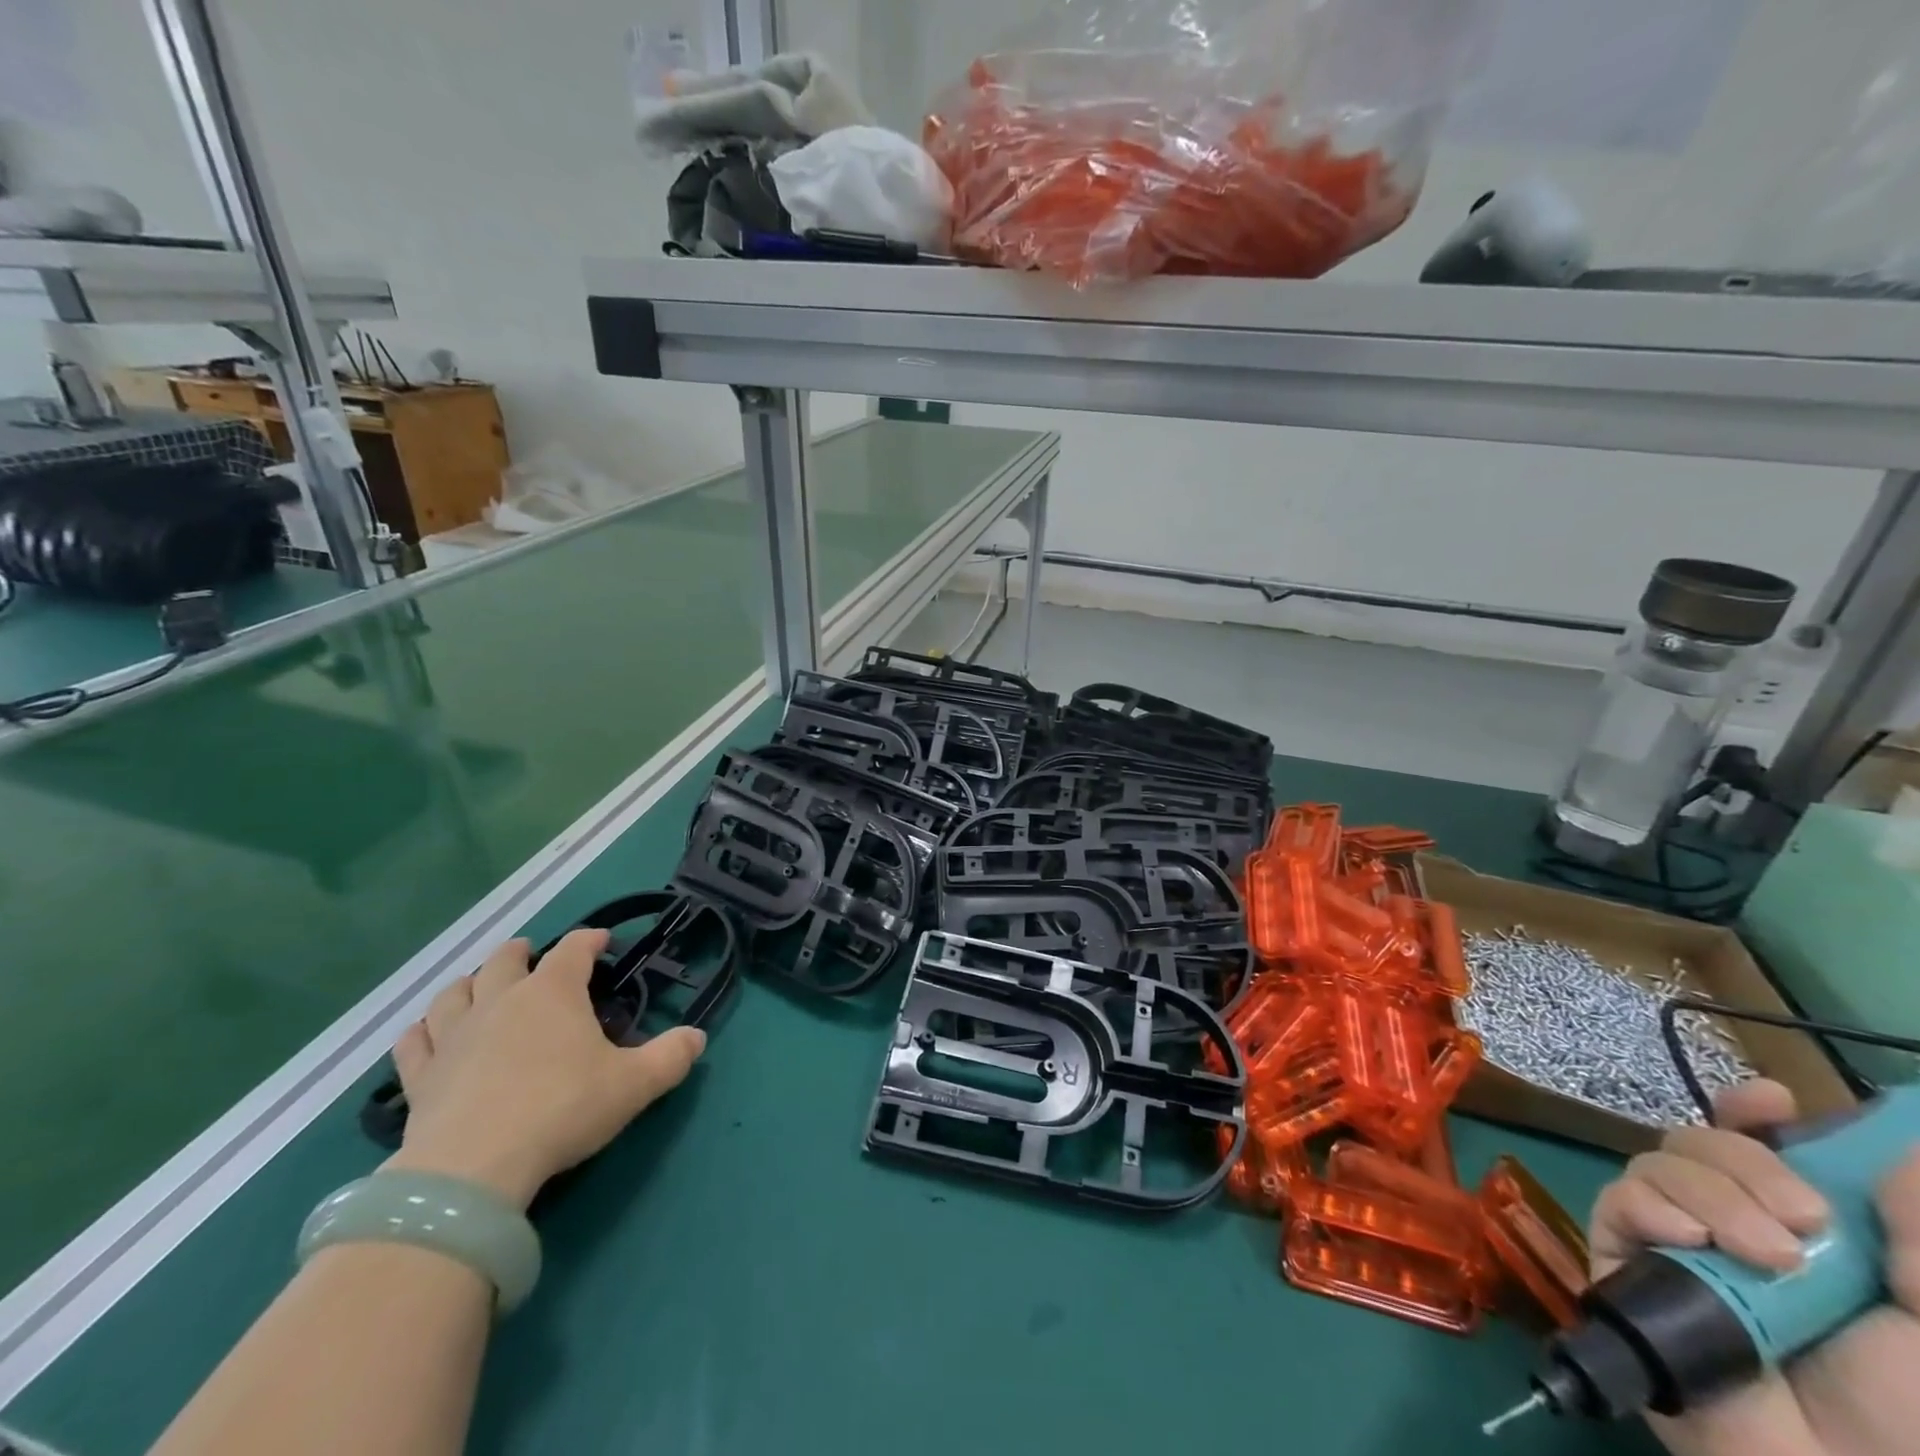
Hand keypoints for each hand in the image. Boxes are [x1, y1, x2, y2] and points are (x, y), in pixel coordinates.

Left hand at [384, 931, 706, 1211]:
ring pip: (453, 993)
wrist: (472, 1168)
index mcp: (552, 992)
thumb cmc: (562, 1109)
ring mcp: (454, 1036)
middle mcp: (500, 1000)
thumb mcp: (634, 1084)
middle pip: (504, 959)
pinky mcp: (420, 1077)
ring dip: (468, 984)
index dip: (590, 940)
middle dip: (522, 952)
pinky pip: (414, 1042)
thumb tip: (698, 1037)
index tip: (602, 941)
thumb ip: (671, 1057)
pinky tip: (426, 1034)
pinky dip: (422, 1031)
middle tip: (533, 956)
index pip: (573, 949)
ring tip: (478, 987)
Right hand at [1588, 1080, 1919, 1455]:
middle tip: (1806, 1218)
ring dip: (1711, 1192)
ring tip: (1768, 1257)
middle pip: (1703, 1139)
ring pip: (1660, 1162)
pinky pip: (1620, 1200)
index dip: (1755, 1111)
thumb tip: (1902, 1148)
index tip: (1772, 1102)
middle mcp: (1731, 1221)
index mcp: (1802, 1228)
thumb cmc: (1914, 1413)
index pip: (1758, 1143)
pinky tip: (1688, 1243)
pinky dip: (1652, 1208)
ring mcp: (1673, 1240)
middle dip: (1747, 1158)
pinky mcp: (1624, 1258)